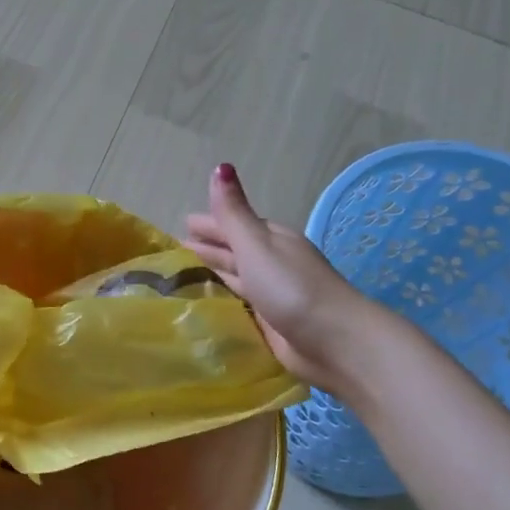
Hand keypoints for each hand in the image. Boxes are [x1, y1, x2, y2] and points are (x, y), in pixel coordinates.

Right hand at [184, 165, 375, 395]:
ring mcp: (272, 294)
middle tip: (175, 251)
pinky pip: (239, 305)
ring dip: (212, 275)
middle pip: (234, 252)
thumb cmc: (292, 289)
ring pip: (235, 278)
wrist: (335, 342)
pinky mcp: (270, 323)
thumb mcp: (257, 245)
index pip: (233, 226)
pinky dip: (222, 300)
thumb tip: (220, 167)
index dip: (208, 224)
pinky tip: (205, 305)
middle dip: (207, 249)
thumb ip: (233, 213)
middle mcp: (271, 264)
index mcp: (271, 240)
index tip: (181, 225)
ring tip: (181, 277)